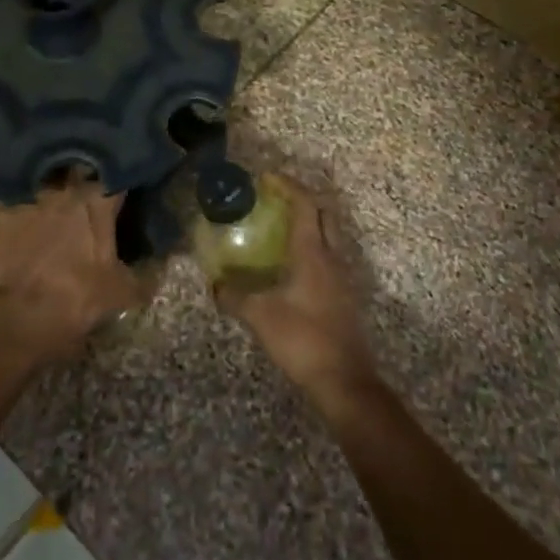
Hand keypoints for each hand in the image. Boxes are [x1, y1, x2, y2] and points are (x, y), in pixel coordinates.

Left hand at [0, 174, 143, 368]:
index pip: (118, 176)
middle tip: (91, 187)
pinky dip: (24, 194)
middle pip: (81, 169)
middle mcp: (67, 187)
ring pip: (49, 175)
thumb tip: (160, 268)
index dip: (123, 179)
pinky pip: (18, 190)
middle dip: (87, 174)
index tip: (125, 187)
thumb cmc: (76, 298)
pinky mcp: (5, 207)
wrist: (18, 316)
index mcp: (99, 200)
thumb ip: (143, 274)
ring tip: (59, 191)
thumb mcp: (121, 292)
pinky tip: (26, 202)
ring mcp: (34, 194)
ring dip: (56, 181)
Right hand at [213, 175, 376, 404]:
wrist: (344, 381)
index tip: (266, 177)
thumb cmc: (303, 339)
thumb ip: (235, 297)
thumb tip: (215, 285)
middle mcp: (332, 258)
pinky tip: (291, 266)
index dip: (287, 186)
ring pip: (329, 236)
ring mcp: (342, 277)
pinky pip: (329, 257)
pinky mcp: (344, 296)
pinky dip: (311, 248)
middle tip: (276, 199)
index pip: (305, 205)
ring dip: (309, 223)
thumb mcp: (261, 317)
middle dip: (302, 198)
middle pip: (324, 214)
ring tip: (279, 228)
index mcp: (314, 253)